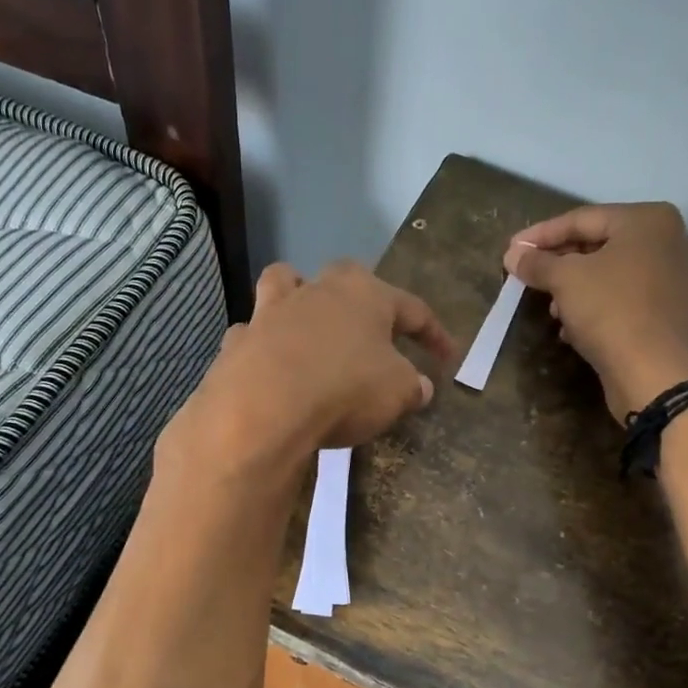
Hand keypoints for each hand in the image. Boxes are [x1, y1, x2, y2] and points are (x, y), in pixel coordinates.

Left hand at [165, 260, 457, 480]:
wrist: (263, 407)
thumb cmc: (344, 390)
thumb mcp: (397, 393)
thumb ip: (412, 387)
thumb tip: (420, 387)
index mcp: (366, 295)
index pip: (413, 308)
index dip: (435, 334)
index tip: (448, 358)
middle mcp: (318, 290)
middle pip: (346, 279)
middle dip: (364, 298)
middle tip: (375, 329)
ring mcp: (271, 312)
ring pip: (286, 285)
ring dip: (299, 297)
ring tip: (309, 322)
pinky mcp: (239, 341)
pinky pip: (253, 333)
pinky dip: (263, 345)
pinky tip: (269, 366)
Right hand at [503, 202, 687, 422]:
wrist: (653, 371)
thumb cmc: (610, 310)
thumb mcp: (565, 280)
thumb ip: (537, 262)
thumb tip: (513, 254)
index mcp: (648, 220)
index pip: (582, 219)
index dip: (542, 235)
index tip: (512, 249)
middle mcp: (669, 241)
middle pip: (600, 245)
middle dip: (560, 264)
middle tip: (528, 277)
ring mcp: (676, 278)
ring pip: (612, 275)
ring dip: (576, 290)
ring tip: (551, 310)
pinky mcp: (672, 313)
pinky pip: (627, 299)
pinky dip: (598, 307)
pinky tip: (574, 328)